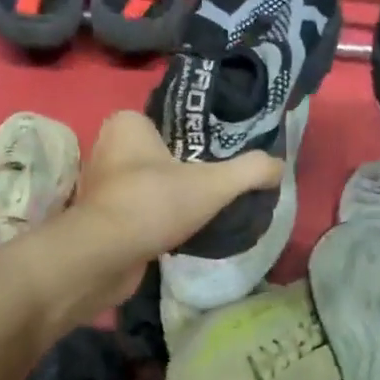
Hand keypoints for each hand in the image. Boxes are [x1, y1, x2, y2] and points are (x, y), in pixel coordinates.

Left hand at [51, 110, 281, 313]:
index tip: (219, 159)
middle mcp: (107, 148)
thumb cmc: (154, 203)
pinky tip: (180, 233)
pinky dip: (156, 221)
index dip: (195, 140)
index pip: (169, 123)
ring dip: (170, 199)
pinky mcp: (100, 218)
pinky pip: (138, 212)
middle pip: (160, 156)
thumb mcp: (214, 183)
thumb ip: (251, 170)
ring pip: (148, 185)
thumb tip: (279, 166)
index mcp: (127, 124)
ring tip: (203, 212)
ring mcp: (100, 185)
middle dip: (185, 172)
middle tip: (217, 186)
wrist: (105, 256)